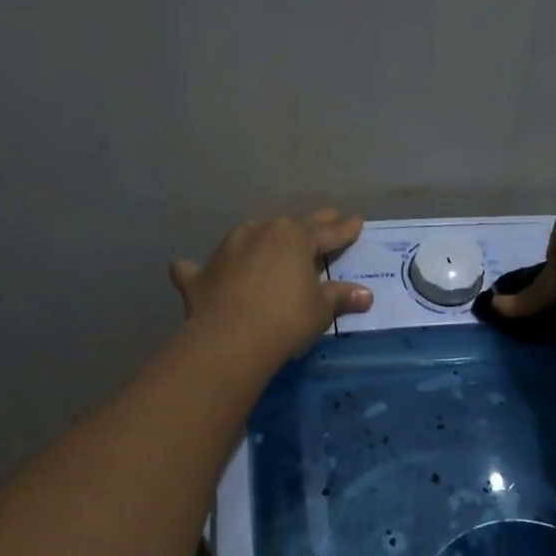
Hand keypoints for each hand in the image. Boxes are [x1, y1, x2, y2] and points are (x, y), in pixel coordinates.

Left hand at [169, 210, 373, 362]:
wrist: (231, 338)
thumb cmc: (287, 318)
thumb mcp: (321, 309)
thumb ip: (340, 296)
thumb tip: (365, 295)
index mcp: (294, 237)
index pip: (327, 232)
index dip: (344, 230)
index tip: (357, 222)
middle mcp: (259, 232)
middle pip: (289, 227)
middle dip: (310, 224)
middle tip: (327, 217)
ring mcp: (226, 249)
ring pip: (248, 238)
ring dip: (260, 242)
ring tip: (268, 246)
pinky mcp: (200, 274)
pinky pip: (201, 267)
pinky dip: (204, 270)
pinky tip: (190, 270)